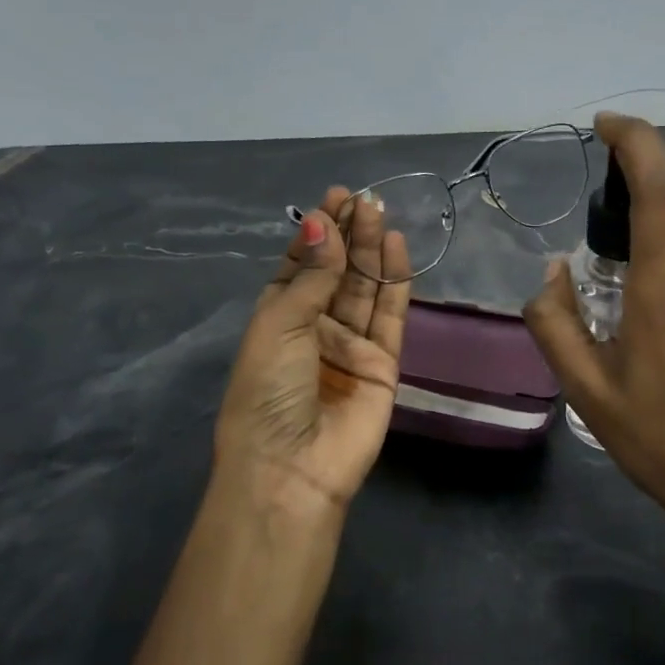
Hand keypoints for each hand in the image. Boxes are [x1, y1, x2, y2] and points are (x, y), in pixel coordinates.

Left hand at [214, 189, 411, 512]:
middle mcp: (316, 327)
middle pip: (337, 272)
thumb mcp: (280, 325)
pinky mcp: (383, 362)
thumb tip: (323, 224)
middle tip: (363, 198)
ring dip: (371, 250)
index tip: (334, 198)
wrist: (293, 467)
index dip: (318, 233)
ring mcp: (351, 344)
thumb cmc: (268, 392)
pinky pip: (390, 314)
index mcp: (279, 318)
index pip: (302, 265)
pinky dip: (395, 281)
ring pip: (365, 287)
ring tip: (379, 210)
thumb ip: (312, 276)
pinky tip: (396, 247)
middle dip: (349, 234)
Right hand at [524, 114, 664, 547]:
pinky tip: (643, 313)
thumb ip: (555, 322)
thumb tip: (553, 272)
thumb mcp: (586, 389)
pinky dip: (662, 260)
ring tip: (611, 287)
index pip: (659, 190)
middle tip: (589, 238)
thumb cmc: (656, 438)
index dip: (636, 142)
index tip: (605, 124)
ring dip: (644, 235)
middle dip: (628, 196)